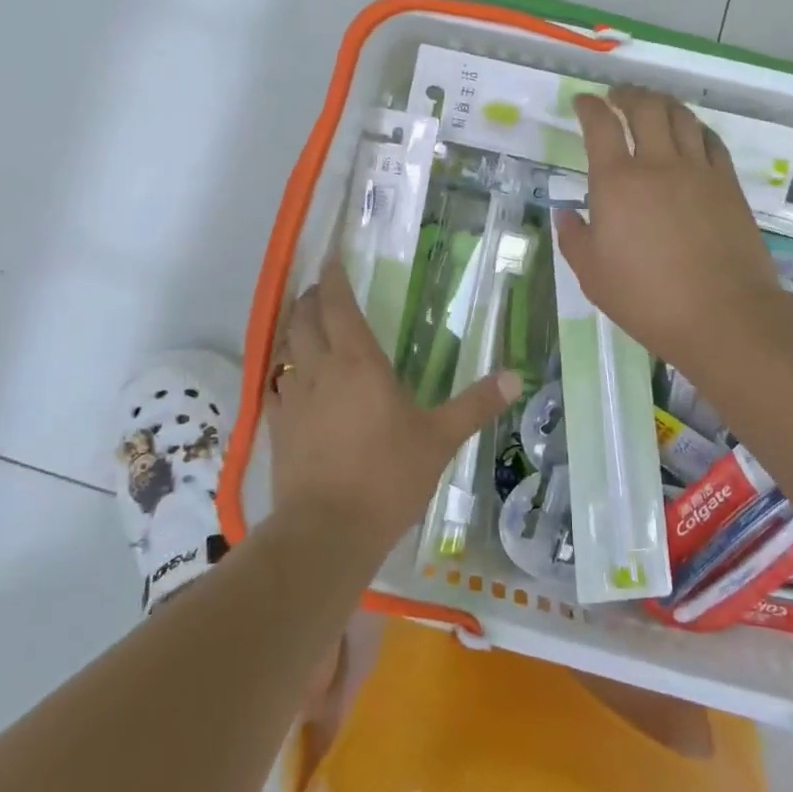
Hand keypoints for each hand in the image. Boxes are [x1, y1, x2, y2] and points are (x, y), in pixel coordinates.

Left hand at [269, 261, 520, 549]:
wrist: (327, 532)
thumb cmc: (388, 477)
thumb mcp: (440, 440)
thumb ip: (476, 404)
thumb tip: (516, 377)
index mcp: (358, 361)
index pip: (338, 304)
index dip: (333, 278)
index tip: (332, 259)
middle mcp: (320, 368)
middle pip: (304, 318)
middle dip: (311, 297)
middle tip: (322, 290)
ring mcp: (293, 397)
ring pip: (286, 346)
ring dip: (294, 327)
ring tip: (306, 323)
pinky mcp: (277, 426)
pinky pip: (276, 382)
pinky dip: (283, 368)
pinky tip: (291, 377)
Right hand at [553, 88, 792, 377]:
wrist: (724, 315)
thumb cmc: (647, 298)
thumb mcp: (592, 275)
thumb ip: (574, 238)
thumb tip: (567, 214)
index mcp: (617, 182)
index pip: (600, 126)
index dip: (589, 107)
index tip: (583, 102)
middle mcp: (658, 164)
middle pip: (645, 107)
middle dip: (627, 94)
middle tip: (617, 95)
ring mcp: (699, 171)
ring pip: (681, 117)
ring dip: (662, 102)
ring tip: (652, 104)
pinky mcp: (728, 184)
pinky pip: (711, 141)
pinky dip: (695, 128)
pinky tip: (691, 133)